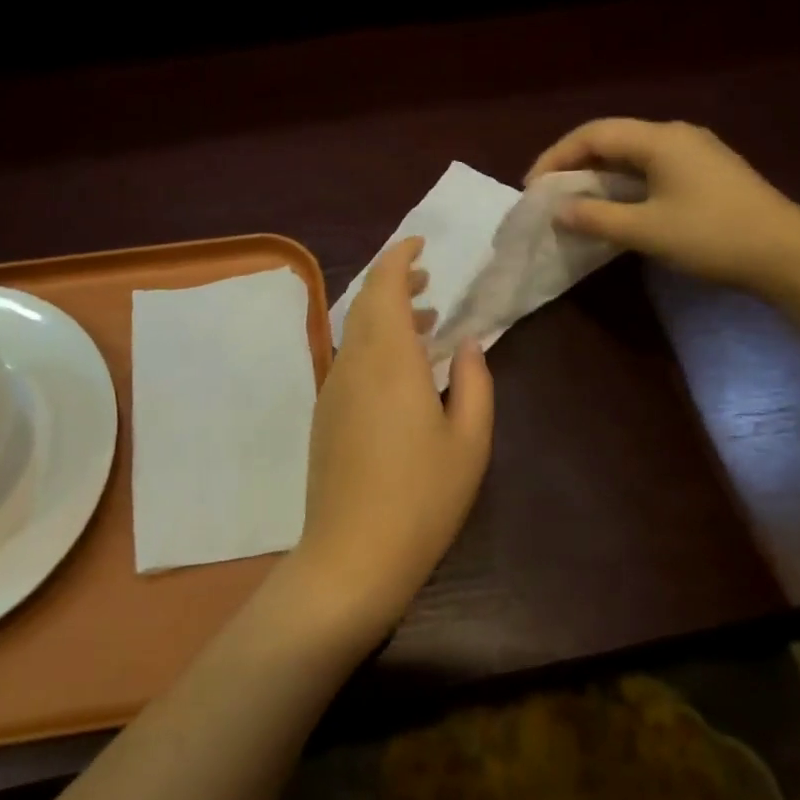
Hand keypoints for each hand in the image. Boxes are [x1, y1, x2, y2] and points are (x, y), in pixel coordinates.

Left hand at [280, 236, 493, 647]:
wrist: (351, 556)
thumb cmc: (422, 498)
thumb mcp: (470, 441)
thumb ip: (475, 382)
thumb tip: (470, 343)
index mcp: (388, 360)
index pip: (383, 287)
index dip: (399, 258)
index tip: (420, 243)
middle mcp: (352, 364)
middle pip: (364, 304)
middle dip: (393, 283)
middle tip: (428, 281)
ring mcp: (332, 391)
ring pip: (354, 333)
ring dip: (385, 316)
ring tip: (425, 323)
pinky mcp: (324, 416)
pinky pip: (349, 361)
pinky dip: (374, 346)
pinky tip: (401, 372)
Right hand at [526, 117, 799, 291]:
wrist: (788, 253)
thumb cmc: (712, 236)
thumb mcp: (646, 230)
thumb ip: (597, 217)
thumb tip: (559, 211)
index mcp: (659, 139)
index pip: (593, 134)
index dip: (556, 157)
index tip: (532, 188)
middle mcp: (676, 135)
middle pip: (612, 139)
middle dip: (574, 164)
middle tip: (549, 194)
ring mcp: (695, 151)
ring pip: (632, 154)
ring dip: (599, 174)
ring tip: (574, 201)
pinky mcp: (707, 171)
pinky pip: (651, 167)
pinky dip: (624, 182)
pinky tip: (616, 205)